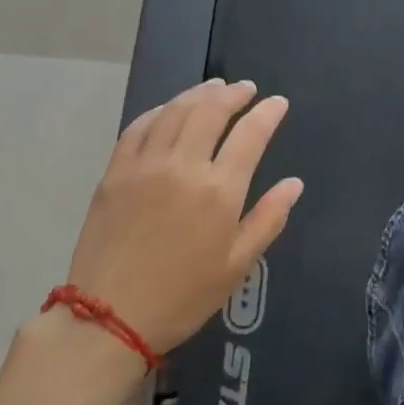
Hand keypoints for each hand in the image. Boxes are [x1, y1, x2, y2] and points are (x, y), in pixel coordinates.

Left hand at [66, 79, 302, 358]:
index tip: (277, 103)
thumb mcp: (236, 265)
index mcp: (219, 191)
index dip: (267, 113)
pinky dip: (159, 111)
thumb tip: (294, 183)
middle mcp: (183, 166)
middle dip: (233, 94)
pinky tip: (168, 109)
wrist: (109, 316)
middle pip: (210, 112)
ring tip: (214, 87)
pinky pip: (138, 127)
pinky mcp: (115, 171)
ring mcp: (145, 165)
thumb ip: (268, 219)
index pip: (250, 135)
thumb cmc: (183, 297)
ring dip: (198, 94)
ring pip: (175, 112)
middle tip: (246, 89)